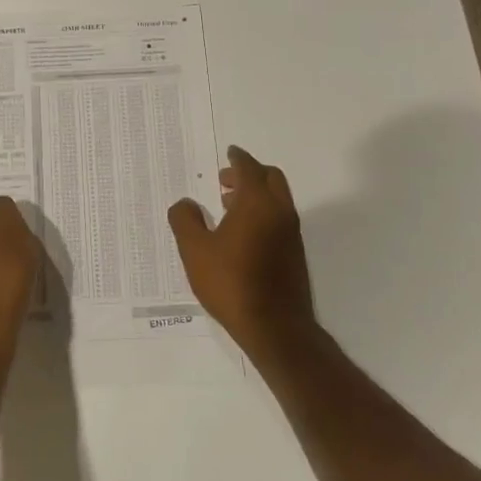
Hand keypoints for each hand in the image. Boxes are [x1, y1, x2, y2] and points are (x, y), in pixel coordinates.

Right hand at [168, 146, 317, 362]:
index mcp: (257, 203)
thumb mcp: (195, 251)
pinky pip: (280, 218)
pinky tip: (242, 233)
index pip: (249, 168)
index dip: (237, 158)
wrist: (275, 327)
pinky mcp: (295, 253)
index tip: (229, 153)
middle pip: (270, 178)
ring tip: (229, 205)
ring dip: (256, 194)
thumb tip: (185, 204)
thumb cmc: (231, 282)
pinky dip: (263, 212)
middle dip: (249, 173)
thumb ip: (185, 220)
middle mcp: (279, 211)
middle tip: (225, 180)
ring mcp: (291, 233)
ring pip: (277, 199)